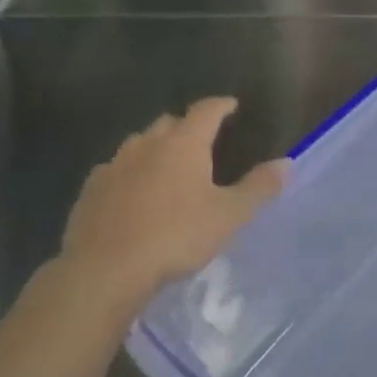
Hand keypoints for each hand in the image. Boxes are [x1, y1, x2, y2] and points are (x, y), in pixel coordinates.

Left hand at [45, 98, 285, 330]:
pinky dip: (129, 173)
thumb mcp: (229, 215)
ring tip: (168, 165)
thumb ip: (259, 187)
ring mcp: (113, 166)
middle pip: (169, 123)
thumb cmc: (175, 237)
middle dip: (186, 126)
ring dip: (155, 148)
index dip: (221, 105)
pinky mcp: (90, 191)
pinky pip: (115, 171)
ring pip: (138, 144)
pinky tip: (133, 193)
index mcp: (183, 144)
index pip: (206, 111)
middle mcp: (146, 145)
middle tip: (202, 139)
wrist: (104, 270)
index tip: (232, 105)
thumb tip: (287, 162)